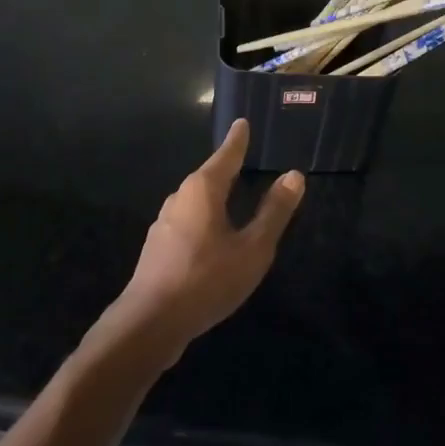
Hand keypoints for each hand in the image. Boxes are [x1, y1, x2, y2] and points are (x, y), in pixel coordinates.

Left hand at [107, 120, 303, 366]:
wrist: (150, 323)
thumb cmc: (207, 278)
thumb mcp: (252, 248)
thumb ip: (274, 212)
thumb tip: (294, 176)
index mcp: (203, 190)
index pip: (226, 156)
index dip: (237, 141)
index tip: (242, 123)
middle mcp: (180, 198)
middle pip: (209, 177)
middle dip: (226, 169)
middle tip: (244, 160)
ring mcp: (165, 224)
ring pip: (196, 202)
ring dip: (215, 198)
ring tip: (233, 198)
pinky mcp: (158, 249)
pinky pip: (188, 224)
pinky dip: (205, 222)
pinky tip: (214, 240)